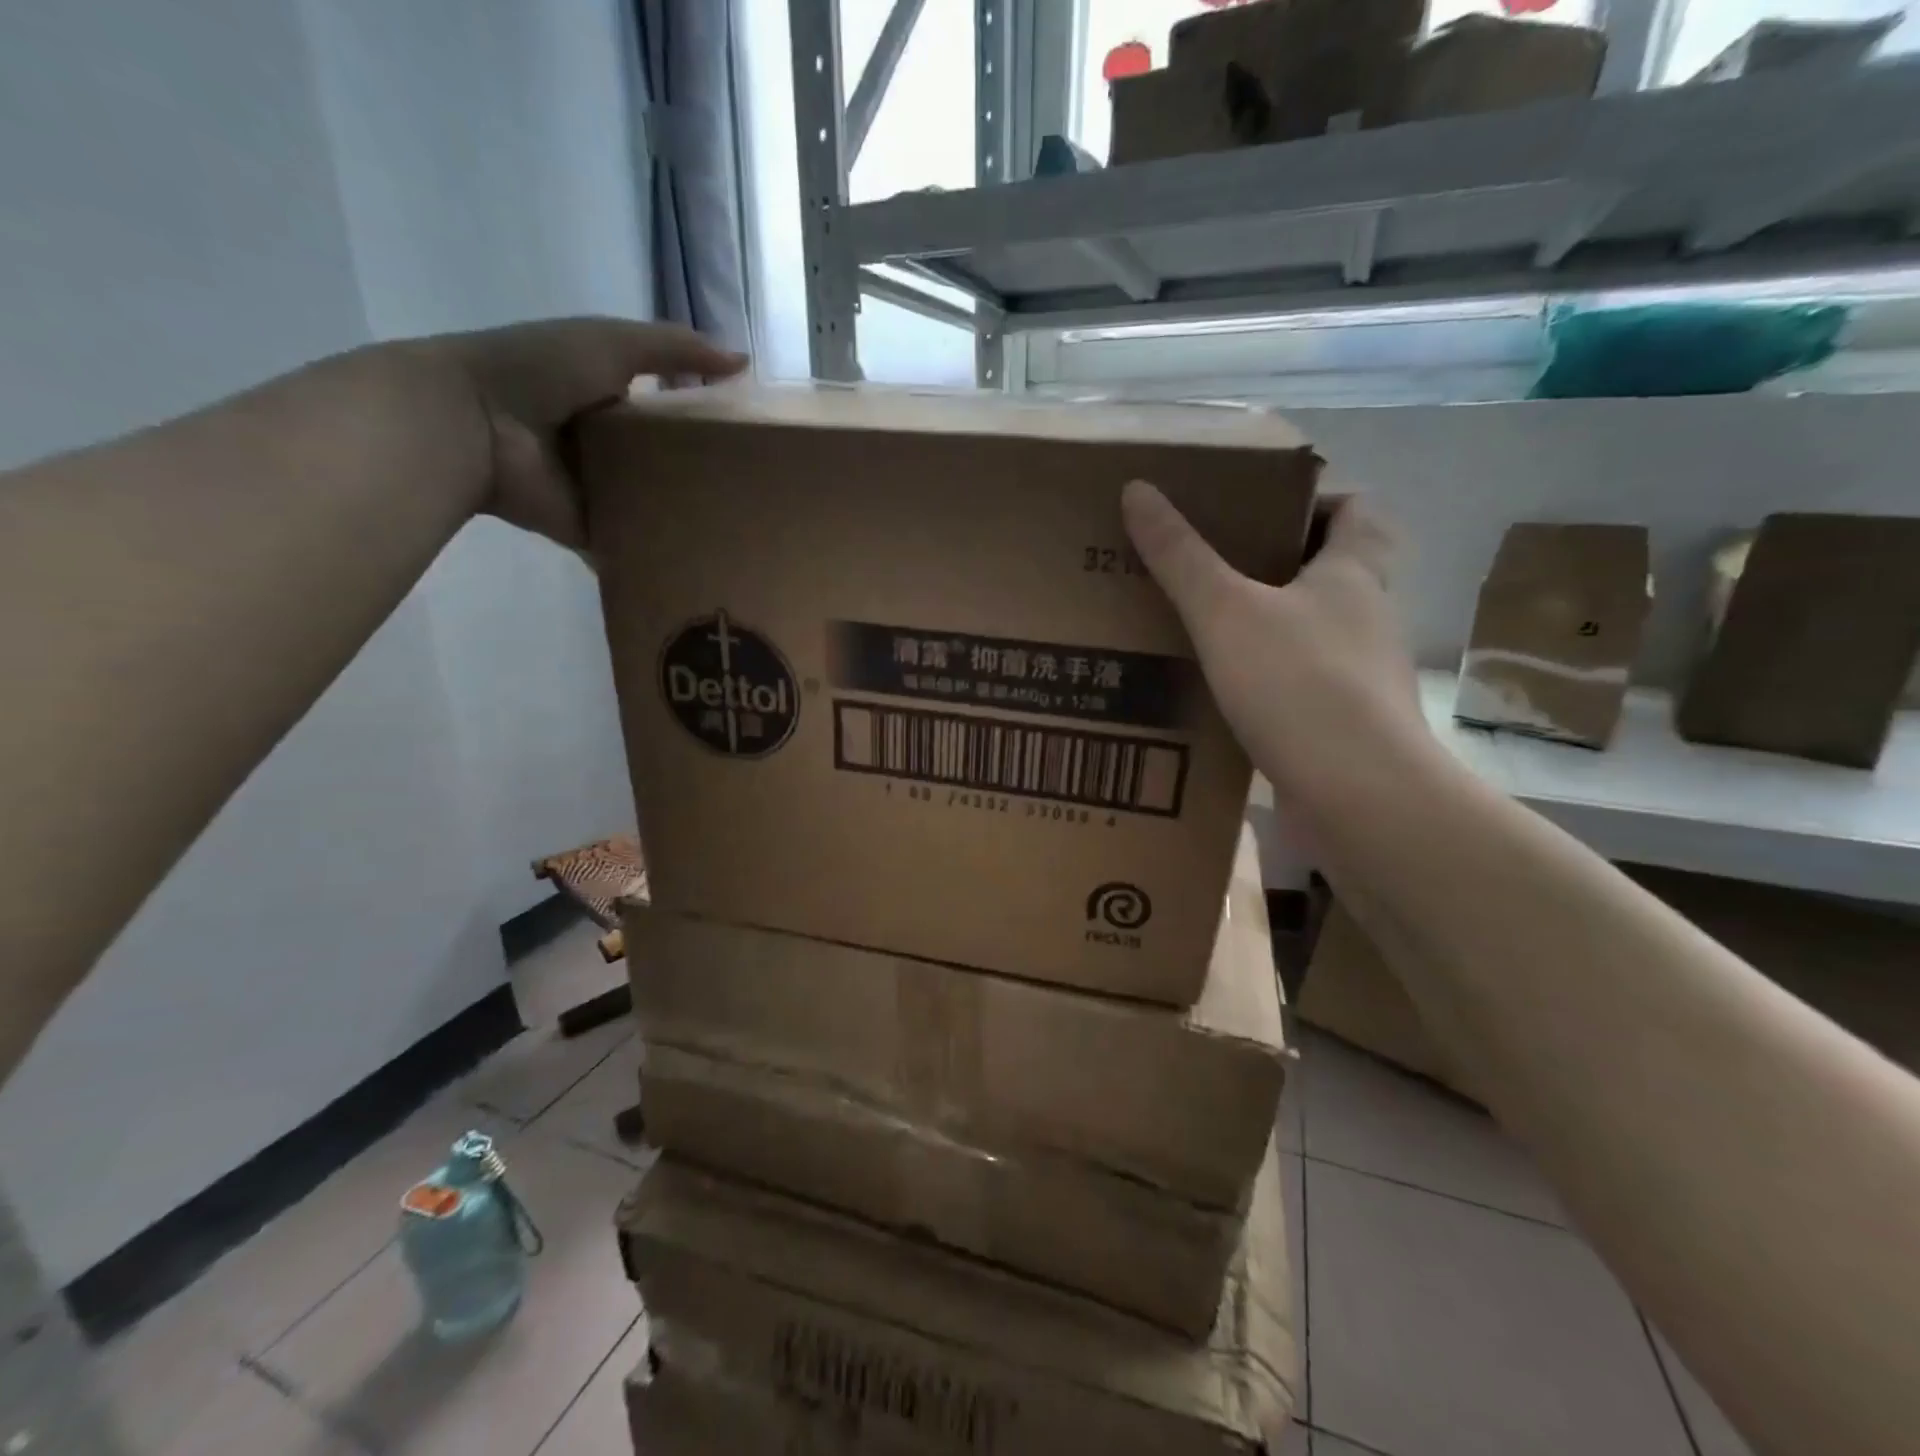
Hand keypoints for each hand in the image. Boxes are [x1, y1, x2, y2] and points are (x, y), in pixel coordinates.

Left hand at [426, 317, 746, 549]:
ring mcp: (598, 492)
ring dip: (686, 518)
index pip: (667, 412)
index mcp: (608, 399)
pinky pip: (633, 545)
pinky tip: (702, 564)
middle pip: (665, 464)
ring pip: (653, 507)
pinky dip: (659, 555)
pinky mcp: (591, 530)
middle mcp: (606, 446)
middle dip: (704, 477)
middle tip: (754, 493)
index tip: (749, 440)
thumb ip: (676, 351)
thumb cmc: (541, 371)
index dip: (704, 421)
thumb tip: (745, 363)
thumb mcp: (613, 343)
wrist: (474, 424)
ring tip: (740, 531)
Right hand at [1122, 480, 1427, 816]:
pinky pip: (1302, 683)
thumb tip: (1137, 489)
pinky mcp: (1346, 723)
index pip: (1355, 508)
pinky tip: (1222, 694)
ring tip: (1204, 631)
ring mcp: (1362, 674)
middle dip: (1276, 564)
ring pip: (1313, 631)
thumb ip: (1180, 556)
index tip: (1255, 510)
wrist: (1359, 796)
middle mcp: (1367, 616)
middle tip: (1211, 568)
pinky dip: (1268, 680)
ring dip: (1269, 626)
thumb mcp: (1225, 612)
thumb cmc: (1299, 685)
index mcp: (1354, 572)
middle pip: (1331, 570)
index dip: (1312, 498)